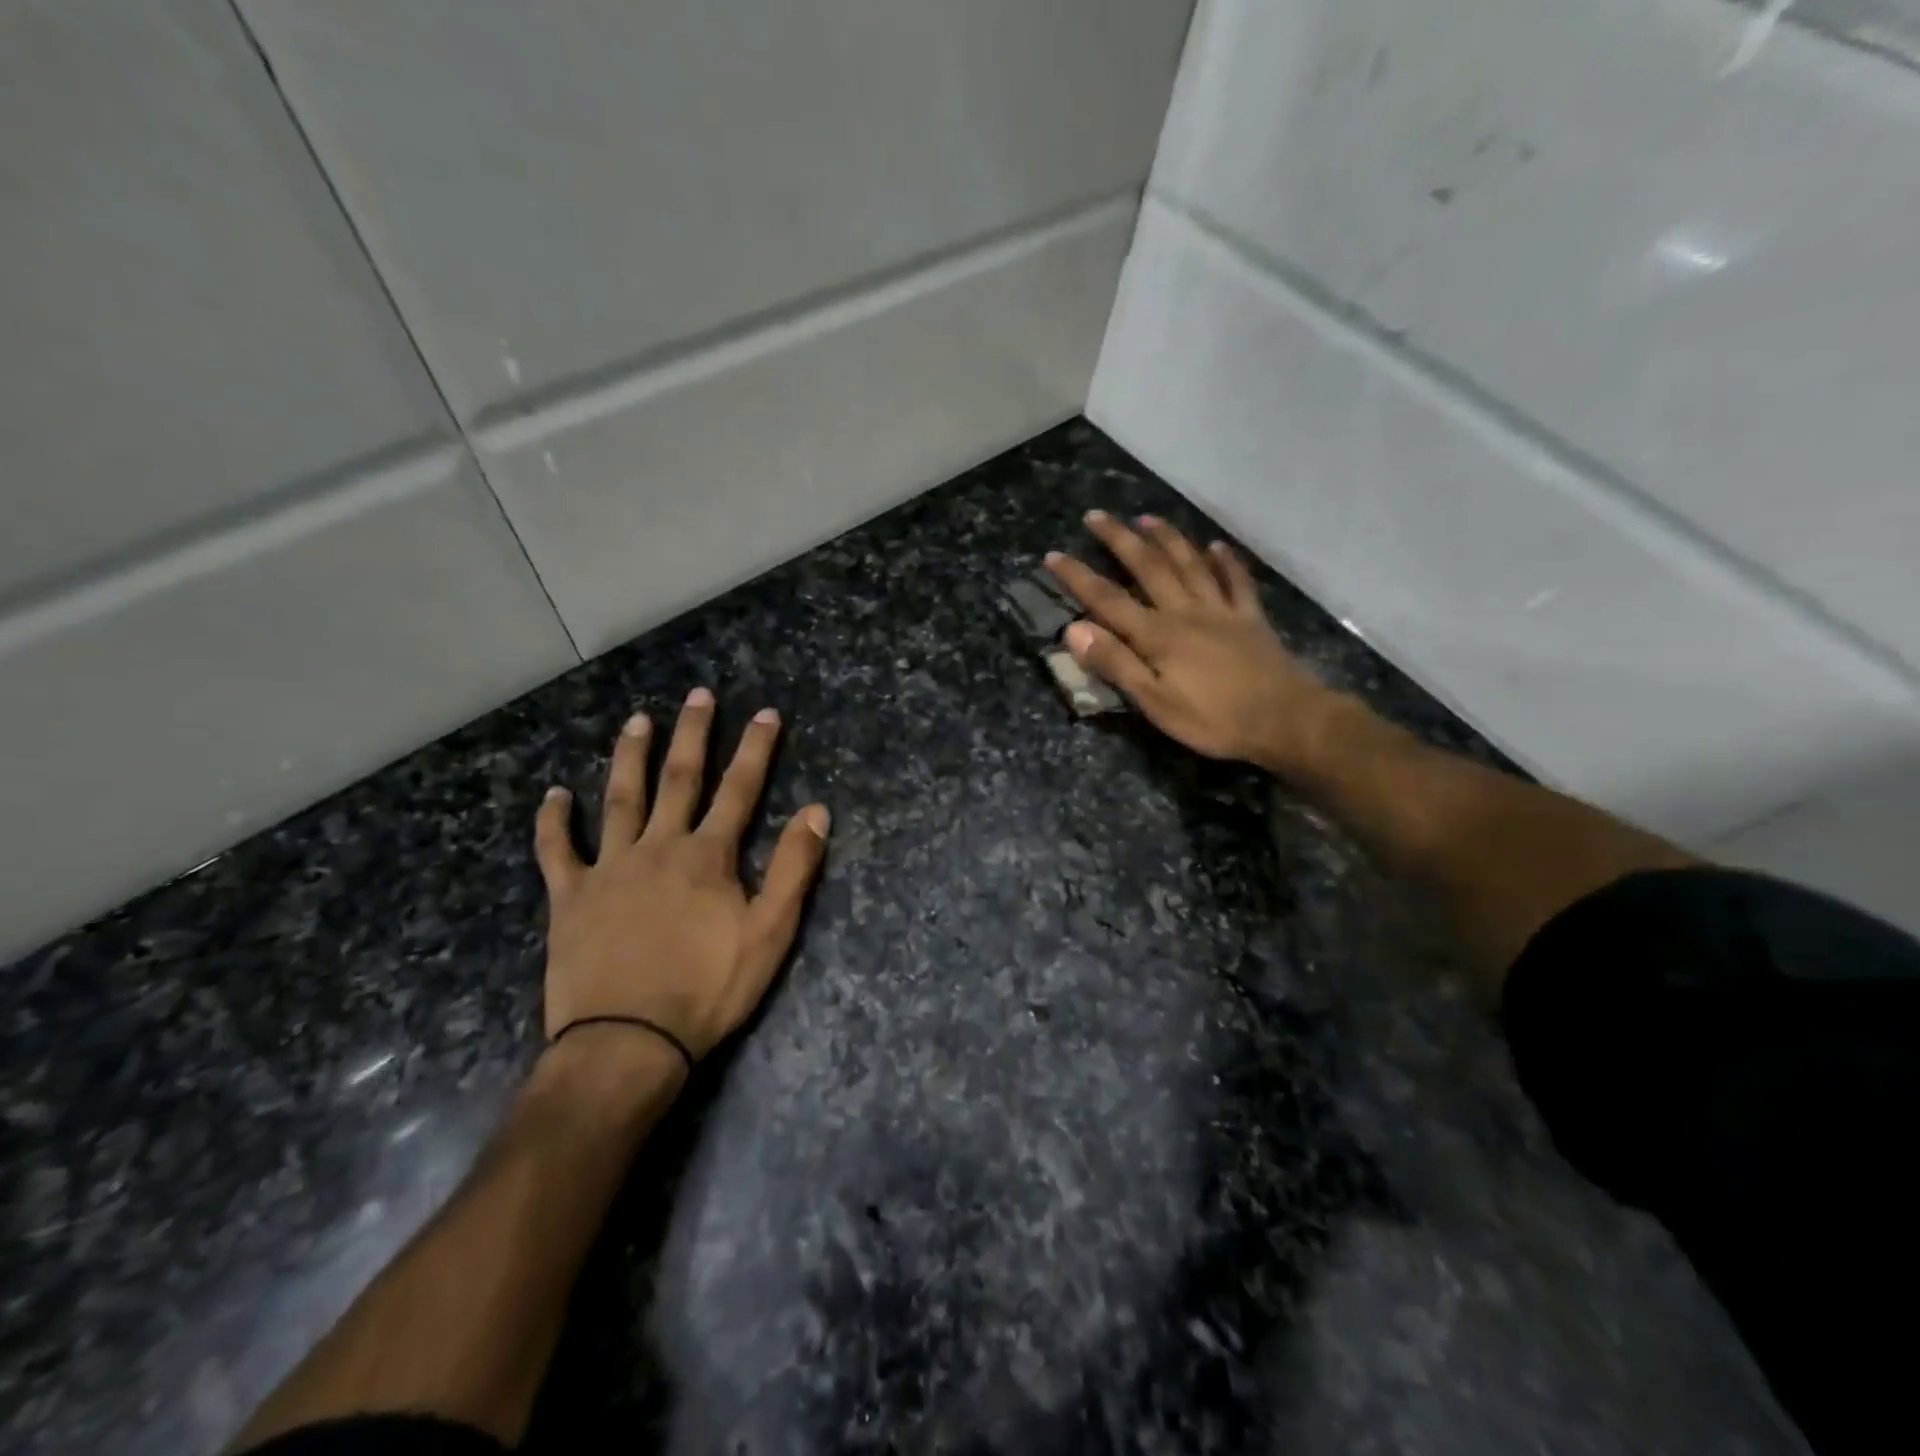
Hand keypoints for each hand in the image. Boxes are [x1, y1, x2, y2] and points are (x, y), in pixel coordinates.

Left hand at [533, 688, 830, 1067]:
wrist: (628, 1042)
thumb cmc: (708, 989)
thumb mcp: (770, 933)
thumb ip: (794, 869)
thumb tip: (817, 811)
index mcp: (707, 856)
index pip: (739, 790)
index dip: (755, 750)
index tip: (765, 713)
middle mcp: (658, 847)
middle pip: (678, 780)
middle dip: (693, 734)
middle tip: (698, 694)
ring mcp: (609, 869)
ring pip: (620, 800)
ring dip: (630, 758)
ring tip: (637, 720)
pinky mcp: (570, 897)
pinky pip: (556, 851)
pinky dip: (553, 822)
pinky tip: (553, 795)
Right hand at [1045, 511, 1341, 773]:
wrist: (1285, 720)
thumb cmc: (1214, 719)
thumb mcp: (1155, 702)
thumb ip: (1116, 664)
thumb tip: (1074, 629)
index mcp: (1158, 635)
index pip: (1107, 599)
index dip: (1078, 576)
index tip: (1053, 555)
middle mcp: (1185, 612)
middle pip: (1148, 567)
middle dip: (1119, 539)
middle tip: (1097, 516)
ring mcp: (1221, 610)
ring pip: (1190, 564)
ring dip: (1166, 538)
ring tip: (1147, 517)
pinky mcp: (1250, 618)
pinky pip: (1236, 581)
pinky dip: (1225, 561)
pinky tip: (1216, 546)